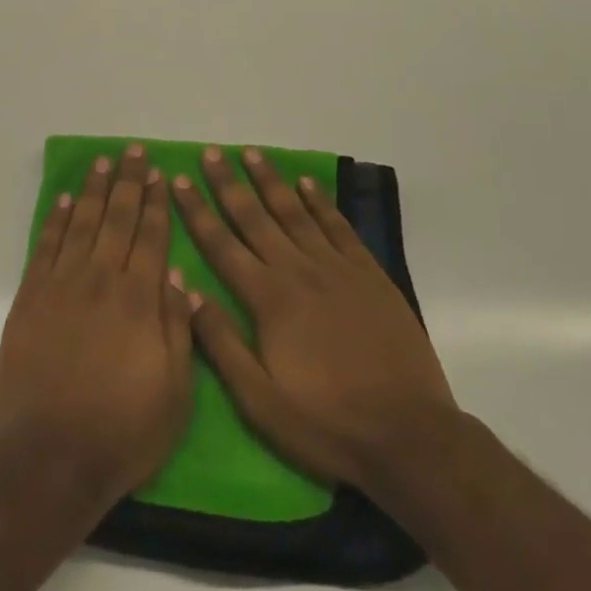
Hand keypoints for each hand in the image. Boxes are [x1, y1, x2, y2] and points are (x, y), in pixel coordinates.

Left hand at [0, 145, 194, 509]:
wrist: (50, 454)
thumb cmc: (123, 431)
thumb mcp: (175, 393)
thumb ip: (177, 328)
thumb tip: (176, 276)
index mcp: (139, 300)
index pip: (151, 238)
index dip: (156, 204)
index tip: (160, 175)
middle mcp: (101, 280)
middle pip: (117, 219)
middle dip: (128, 183)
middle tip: (133, 152)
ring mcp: (62, 285)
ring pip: (82, 224)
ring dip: (94, 190)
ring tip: (103, 163)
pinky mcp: (31, 297)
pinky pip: (47, 246)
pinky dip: (58, 220)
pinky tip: (66, 201)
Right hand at [171, 146, 457, 496]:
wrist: (411, 437)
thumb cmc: (327, 424)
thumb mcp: (260, 401)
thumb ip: (221, 344)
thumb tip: (189, 291)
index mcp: (268, 299)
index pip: (221, 244)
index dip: (197, 211)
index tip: (179, 179)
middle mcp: (298, 271)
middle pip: (255, 217)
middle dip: (228, 183)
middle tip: (210, 152)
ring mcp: (337, 269)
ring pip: (295, 212)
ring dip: (270, 180)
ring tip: (251, 152)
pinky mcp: (369, 275)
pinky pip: (339, 227)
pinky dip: (320, 202)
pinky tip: (307, 184)